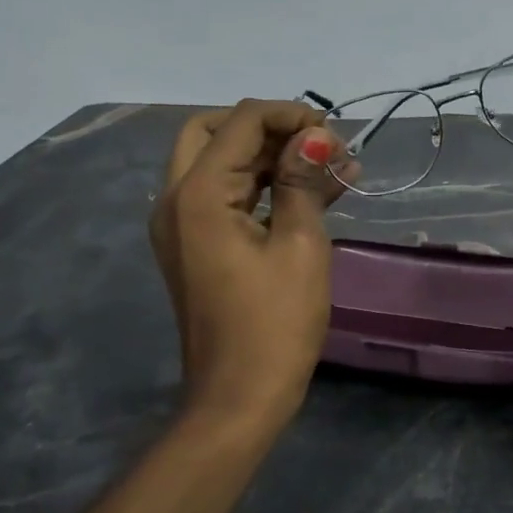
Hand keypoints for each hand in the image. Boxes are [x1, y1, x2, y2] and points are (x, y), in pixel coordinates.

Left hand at [150, 100, 354, 427]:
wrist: (239, 397)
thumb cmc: (275, 323)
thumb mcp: (300, 245)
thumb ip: (303, 181)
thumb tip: (316, 136)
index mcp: (198, 194)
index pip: (242, 122)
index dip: (291, 115)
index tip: (335, 134)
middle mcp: (176, 199)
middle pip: (219, 133)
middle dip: (273, 130)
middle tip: (320, 147)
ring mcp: (182, 224)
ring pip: (223, 163)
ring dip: (272, 158)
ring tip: (333, 168)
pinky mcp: (196, 246)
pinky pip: (227, 196)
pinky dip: (264, 187)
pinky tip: (315, 193)